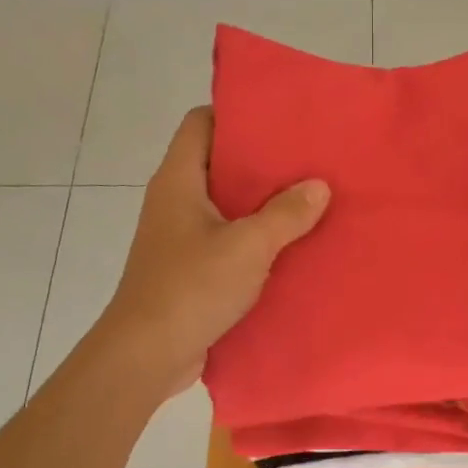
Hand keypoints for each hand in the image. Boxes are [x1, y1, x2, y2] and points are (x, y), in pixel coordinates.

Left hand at [94, 107, 328, 398]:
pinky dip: (255, 242)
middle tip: (308, 163)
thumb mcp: (248, 246)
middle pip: (219, 165)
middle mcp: (175, 202)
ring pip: (226, 208)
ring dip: (262, 207)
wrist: (148, 353)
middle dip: (261, 164)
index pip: (201, 123)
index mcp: (179, 181)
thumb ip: (286, 214)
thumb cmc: (192, 288)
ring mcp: (180, 238)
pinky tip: (290, 249)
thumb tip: (318, 186)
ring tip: (309, 202)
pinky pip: (227, 243)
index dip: (237, 114)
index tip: (280, 120)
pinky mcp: (190, 271)